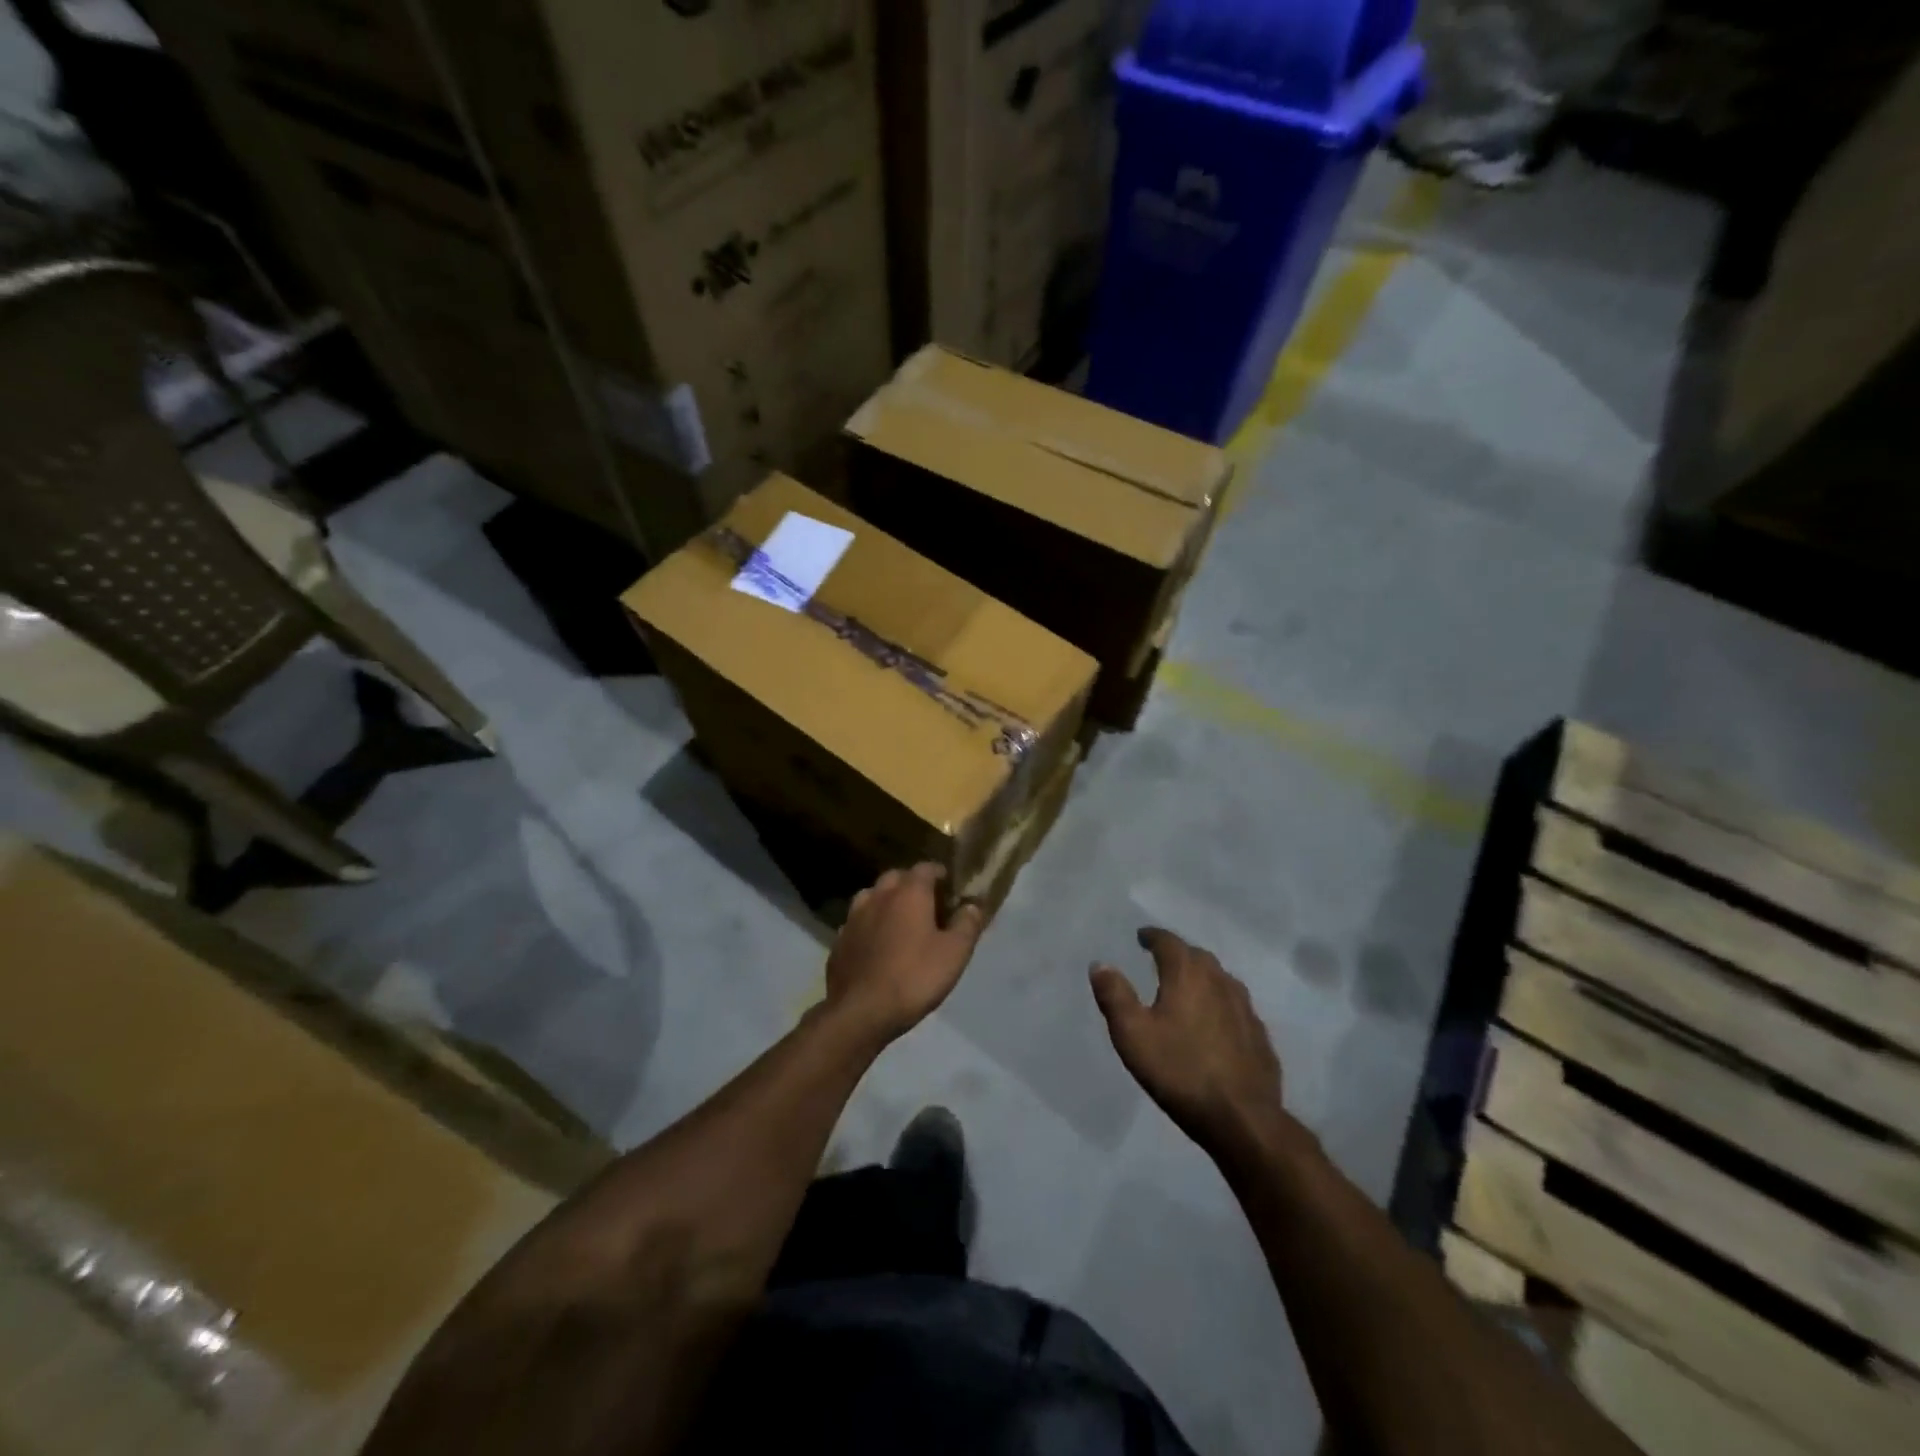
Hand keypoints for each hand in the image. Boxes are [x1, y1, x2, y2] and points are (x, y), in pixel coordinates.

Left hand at [825, 864, 985, 1042]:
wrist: (861, 1011)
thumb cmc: (915, 977)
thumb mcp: (955, 953)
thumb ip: (967, 924)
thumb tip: (972, 905)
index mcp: (909, 893)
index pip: (926, 868)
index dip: (939, 875)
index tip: (950, 888)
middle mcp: (878, 896)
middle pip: (896, 878)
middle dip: (912, 885)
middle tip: (928, 905)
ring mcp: (853, 917)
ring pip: (872, 897)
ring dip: (887, 902)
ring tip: (900, 922)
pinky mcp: (839, 940)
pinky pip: (858, 923)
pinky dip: (869, 926)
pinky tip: (876, 945)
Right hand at [1091, 928, 1291, 1157]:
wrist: (1241, 1118)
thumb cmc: (1179, 1071)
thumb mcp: (1132, 1034)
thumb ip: (1115, 996)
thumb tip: (1101, 964)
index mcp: (1187, 975)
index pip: (1169, 943)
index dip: (1153, 936)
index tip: (1142, 936)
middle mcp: (1220, 982)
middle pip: (1198, 957)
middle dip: (1178, 954)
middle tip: (1162, 960)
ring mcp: (1245, 1008)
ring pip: (1221, 979)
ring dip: (1203, 976)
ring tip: (1188, 987)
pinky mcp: (1259, 1035)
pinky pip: (1236, 1006)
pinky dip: (1221, 1003)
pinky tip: (1216, 1021)